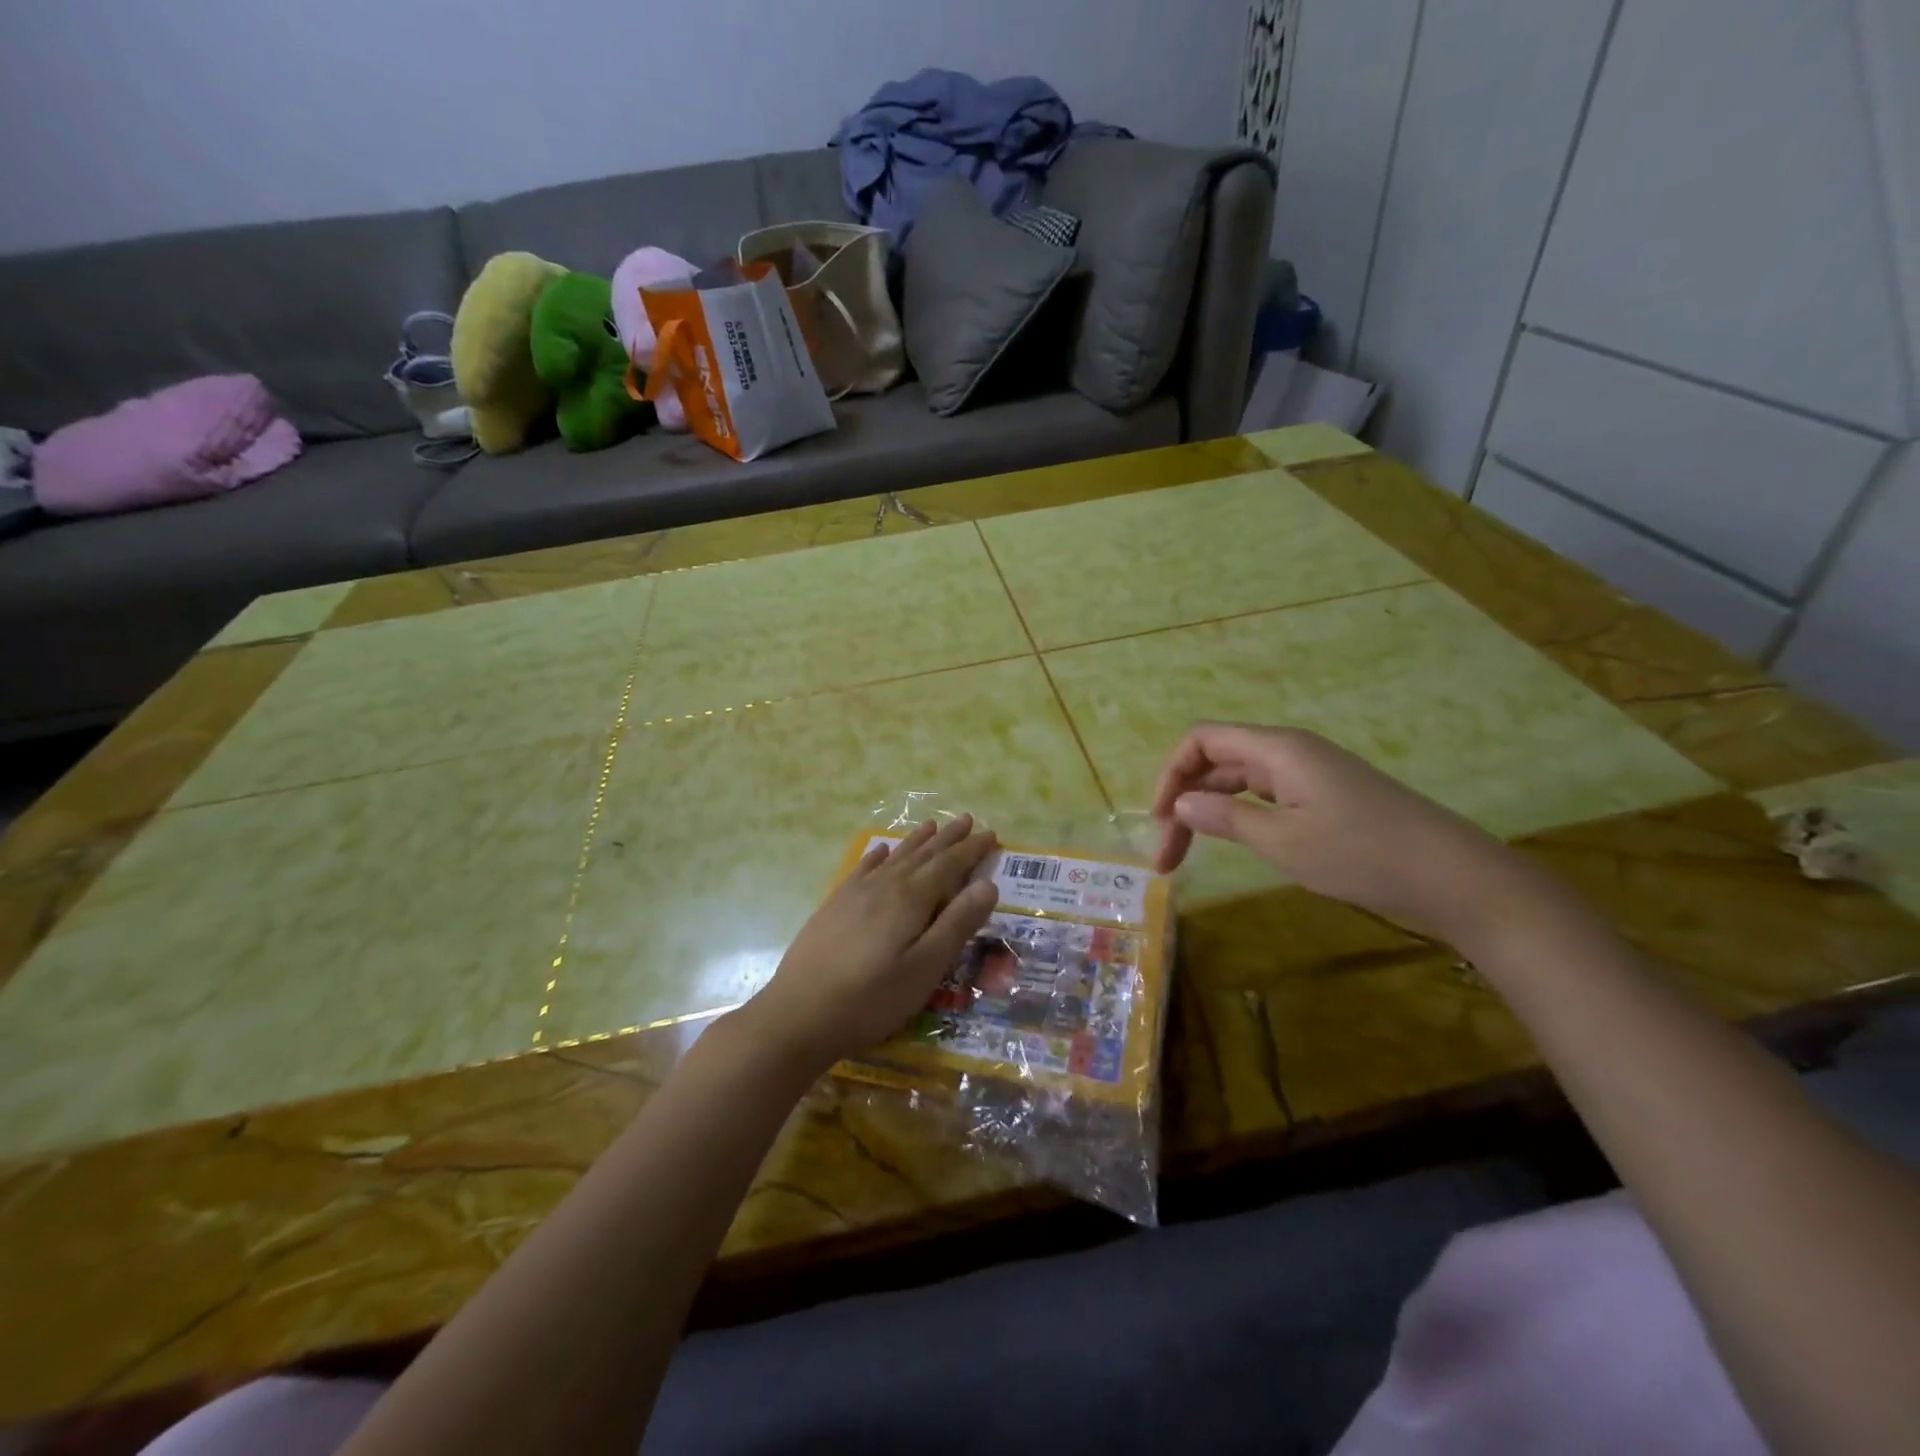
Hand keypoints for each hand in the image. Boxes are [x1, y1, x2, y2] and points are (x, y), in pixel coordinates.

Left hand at [740, 816, 999, 1072]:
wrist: (798, 1014)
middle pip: (923, 854)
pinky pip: (863, 869)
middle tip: (967, 819)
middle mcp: (885, 885)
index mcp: (911, 899)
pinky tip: (880, 851)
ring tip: (932, 825)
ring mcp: (855, 893)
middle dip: (948, 838)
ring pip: (894, 857)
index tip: (992, 834)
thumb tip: (987, 884)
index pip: (949, 865)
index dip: (972, 849)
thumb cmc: (871, 998)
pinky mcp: (834, 905)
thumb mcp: (925, 968)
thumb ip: (957, 924)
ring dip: (916, 841)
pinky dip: (877, 856)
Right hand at [1151, 722, 1531, 945]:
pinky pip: (1266, 796)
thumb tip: (1180, 802)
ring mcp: (1311, 775)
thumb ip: (1225, 818)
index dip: (1171, 773)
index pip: (1202, 740)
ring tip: (1190, 856)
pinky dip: (1240, 817)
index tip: (1158, 819)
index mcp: (1277, 749)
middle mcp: (1290, 752)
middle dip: (1184, 802)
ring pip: (1239, 782)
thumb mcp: (1283, 841)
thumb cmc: (1362, 854)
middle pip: (1217, 762)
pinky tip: (1238, 844)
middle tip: (1168, 858)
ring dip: (1209, 812)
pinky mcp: (1327, 798)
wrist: (1454, 877)